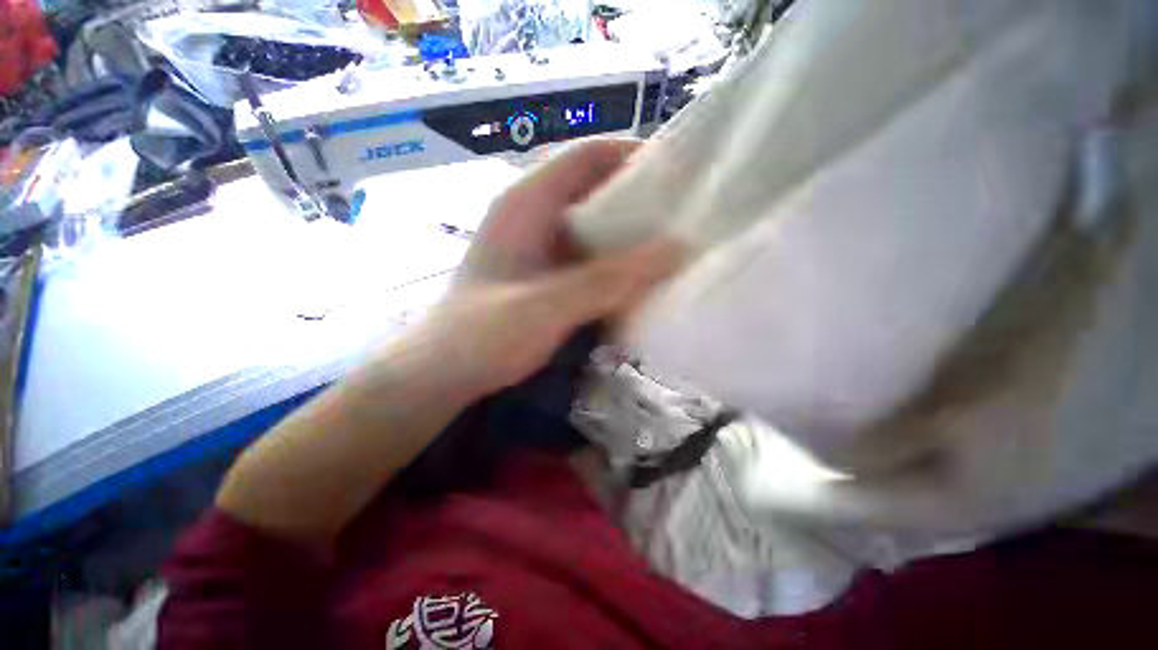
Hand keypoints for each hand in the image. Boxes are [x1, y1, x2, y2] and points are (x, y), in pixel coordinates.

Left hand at [400, 138, 683, 397]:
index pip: (588, 156)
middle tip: (685, 218)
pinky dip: (614, 263)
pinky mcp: (544, 274)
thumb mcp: (547, 305)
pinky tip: (637, 280)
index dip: (634, 155)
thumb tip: (676, 248)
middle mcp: (534, 216)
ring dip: (629, 236)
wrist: (443, 372)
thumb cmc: (483, 335)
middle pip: (595, 190)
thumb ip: (609, 279)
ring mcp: (539, 247)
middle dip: (639, 201)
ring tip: (671, 248)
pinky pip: (588, 257)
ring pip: (594, 227)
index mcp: (526, 203)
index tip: (681, 174)